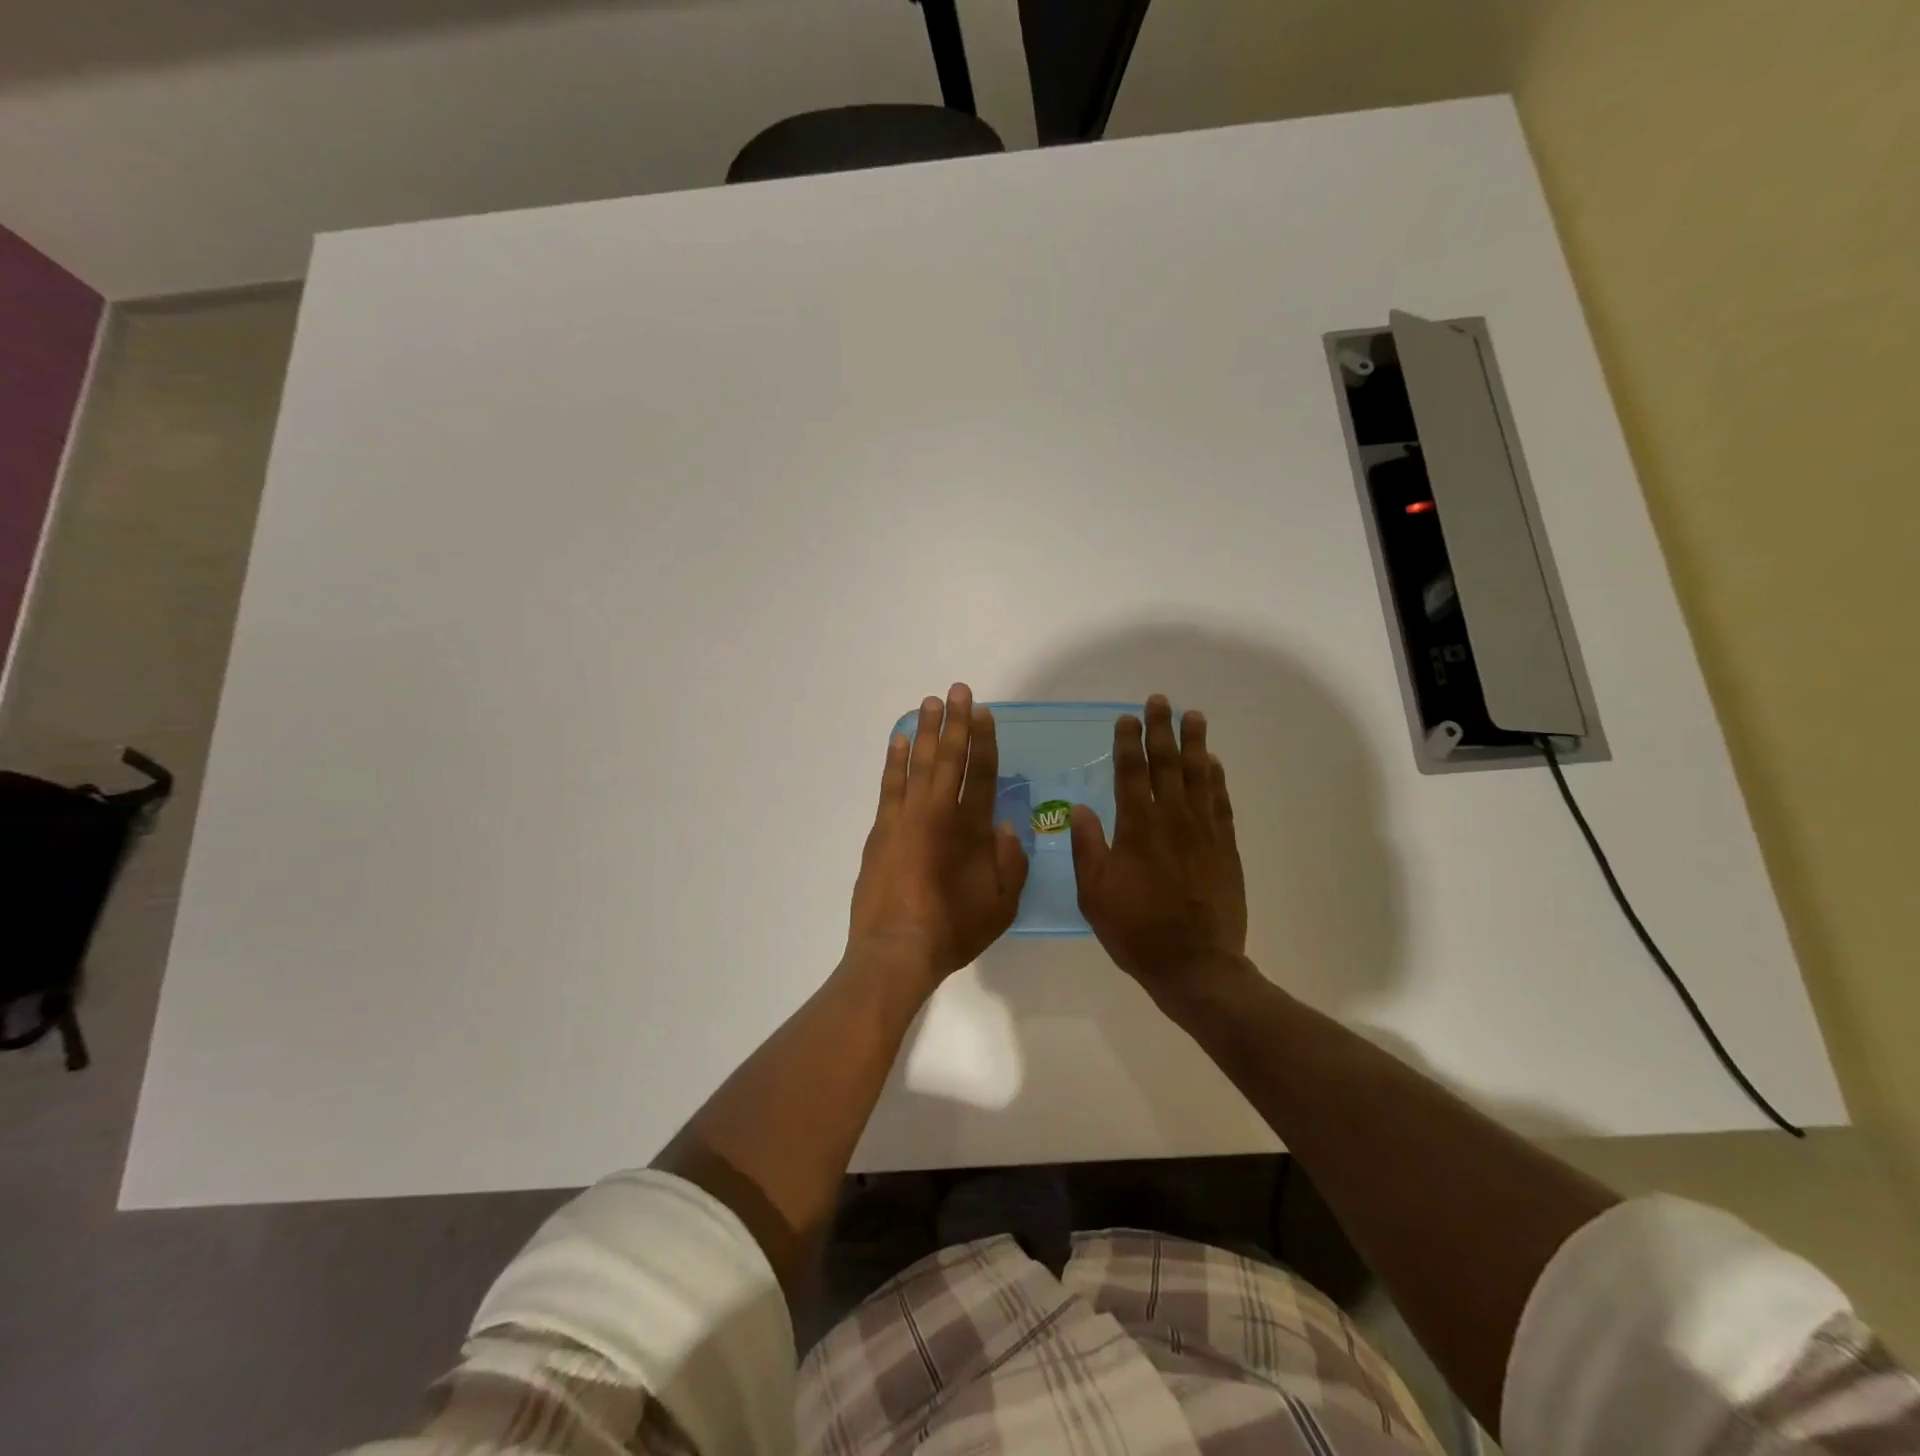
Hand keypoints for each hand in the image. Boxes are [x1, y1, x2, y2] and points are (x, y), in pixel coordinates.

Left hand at [848, 683, 1028, 985]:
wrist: (896, 949)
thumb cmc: (954, 930)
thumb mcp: (1002, 905)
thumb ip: (1011, 862)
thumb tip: (1006, 826)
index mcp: (973, 829)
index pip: (982, 773)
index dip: (984, 740)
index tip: (983, 712)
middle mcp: (939, 813)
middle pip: (950, 757)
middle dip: (955, 721)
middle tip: (957, 690)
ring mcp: (906, 817)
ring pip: (919, 763)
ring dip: (927, 731)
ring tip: (930, 703)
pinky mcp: (881, 829)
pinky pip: (890, 784)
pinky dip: (895, 760)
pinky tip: (900, 741)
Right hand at [1071, 696, 1248, 1003]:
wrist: (1195, 964)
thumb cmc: (1135, 930)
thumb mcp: (1094, 893)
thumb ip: (1087, 847)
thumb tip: (1080, 808)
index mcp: (1137, 828)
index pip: (1131, 773)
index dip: (1128, 743)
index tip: (1126, 718)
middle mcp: (1172, 820)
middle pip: (1167, 764)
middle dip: (1161, 730)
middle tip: (1160, 701)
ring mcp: (1204, 832)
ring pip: (1199, 776)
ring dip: (1195, 744)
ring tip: (1193, 717)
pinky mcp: (1225, 848)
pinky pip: (1221, 803)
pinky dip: (1217, 779)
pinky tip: (1214, 763)